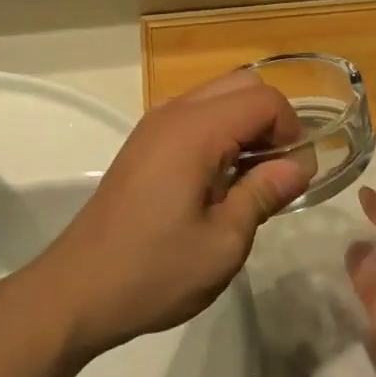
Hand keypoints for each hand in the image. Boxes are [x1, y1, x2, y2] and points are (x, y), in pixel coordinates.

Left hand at [31, 71, 309, 357]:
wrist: (77, 291)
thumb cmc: (154, 271)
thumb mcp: (223, 242)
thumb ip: (263, 194)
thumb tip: (299, 165)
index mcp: (195, 131)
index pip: (264, 99)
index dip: (291, 130)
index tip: (293, 174)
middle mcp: (173, 113)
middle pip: (242, 85)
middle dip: (270, 120)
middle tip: (275, 173)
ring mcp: (153, 125)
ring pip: (218, 96)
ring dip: (244, 125)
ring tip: (248, 180)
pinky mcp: (143, 143)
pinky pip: (195, 116)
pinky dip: (219, 132)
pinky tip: (217, 182)